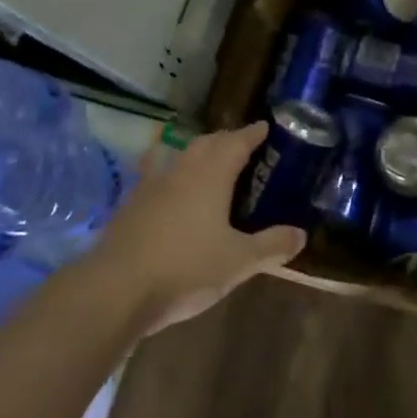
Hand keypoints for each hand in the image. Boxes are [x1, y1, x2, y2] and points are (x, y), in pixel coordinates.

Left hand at [90, 122, 304, 333]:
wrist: (115, 289)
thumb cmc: (185, 268)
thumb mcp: (239, 261)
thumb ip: (272, 245)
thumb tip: (301, 234)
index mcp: (211, 174)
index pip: (237, 141)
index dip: (253, 133)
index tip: (266, 128)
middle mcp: (181, 170)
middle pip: (207, 143)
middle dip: (227, 141)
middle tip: (244, 148)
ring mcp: (151, 185)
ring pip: (180, 158)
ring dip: (199, 156)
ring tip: (212, 168)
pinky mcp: (130, 206)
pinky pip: (158, 179)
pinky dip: (174, 179)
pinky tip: (174, 196)